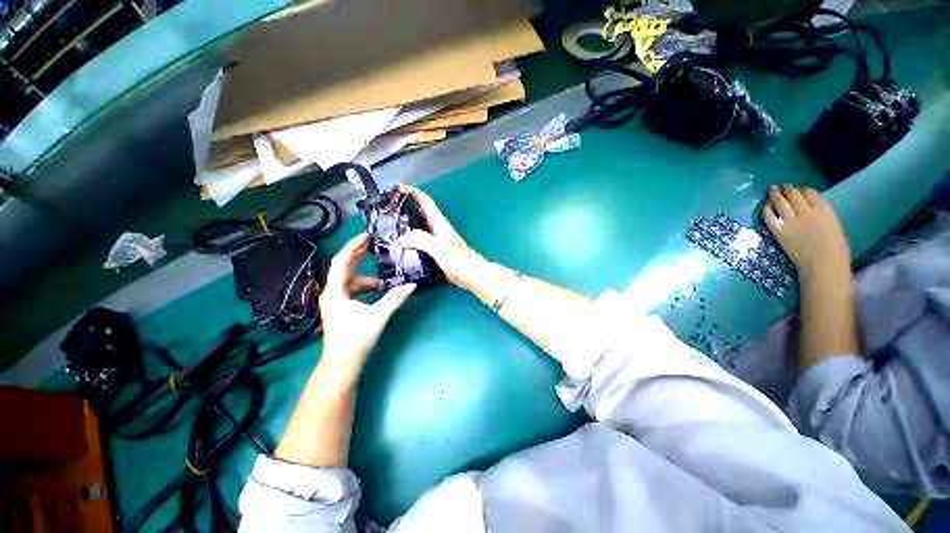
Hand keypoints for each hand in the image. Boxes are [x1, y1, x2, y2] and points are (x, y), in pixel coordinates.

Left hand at [318, 233, 415, 378]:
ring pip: (350, 281)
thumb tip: (412, 285)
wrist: (342, 364)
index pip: (341, 261)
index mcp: (335, 291)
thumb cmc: (355, 339)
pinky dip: (365, 288)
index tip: (366, 235)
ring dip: (366, 277)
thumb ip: (395, 298)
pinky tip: (377, 291)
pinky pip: (352, 291)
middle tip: (373, 244)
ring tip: (383, 279)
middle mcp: (331, 293)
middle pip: (344, 268)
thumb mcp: (378, 316)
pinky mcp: (340, 309)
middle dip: (358, 255)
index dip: (353, 246)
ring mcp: (335, 301)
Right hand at [397, 184, 487, 290]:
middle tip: (389, 209)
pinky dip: (411, 239)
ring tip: (391, 226)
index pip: (425, 202)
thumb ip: (421, 240)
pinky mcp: (438, 251)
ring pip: (420, 226)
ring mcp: (438, 240)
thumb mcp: (439, 247)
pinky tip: (403, 246)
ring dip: (407, 224)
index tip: (398, 189)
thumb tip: (402, 238)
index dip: (413, 192)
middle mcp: (438, 229)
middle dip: (406, 207)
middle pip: (421, 212)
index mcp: (439, 223)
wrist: (473, 275)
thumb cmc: (460, 261)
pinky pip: (421, 240)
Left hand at [762, 184, 850, 278]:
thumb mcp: (834, 224)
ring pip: (780, 203)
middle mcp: (807, 212)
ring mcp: (792, 222)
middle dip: (787, 189)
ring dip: (775, 194)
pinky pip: (770, 217)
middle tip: (781, 186)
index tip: (798, 189)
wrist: (824, 265)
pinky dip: (767, 209)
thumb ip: (821, 214)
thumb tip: (809, 208)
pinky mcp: (780, 232)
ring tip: (771, 189)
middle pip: (793, 195)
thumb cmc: (835, 248)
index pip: (810, 193)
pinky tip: (765, 205)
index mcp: (825, 210)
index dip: (802, 189)